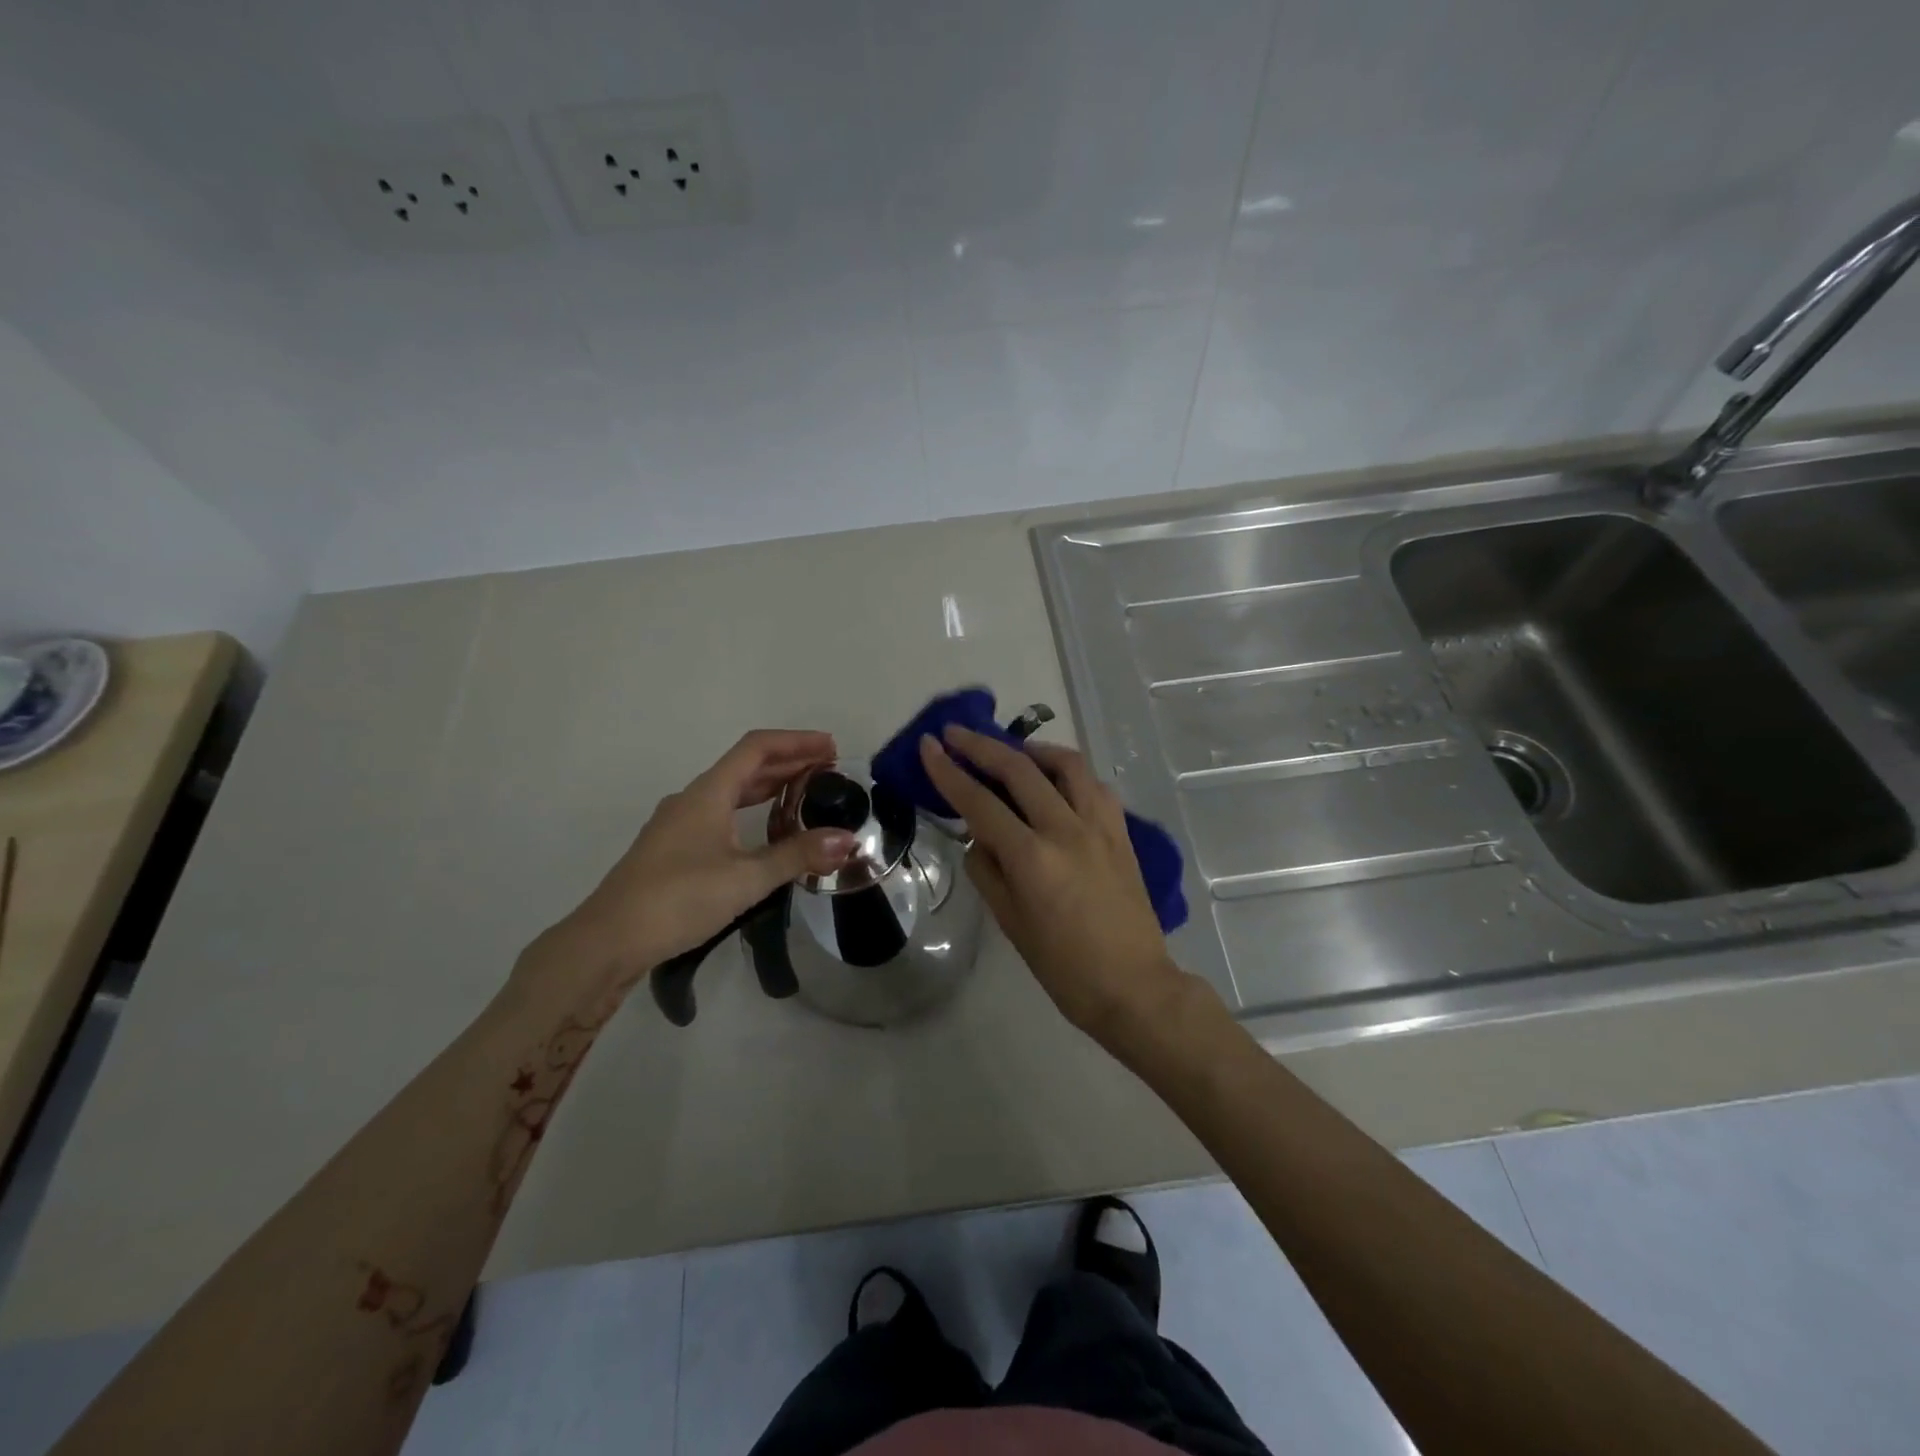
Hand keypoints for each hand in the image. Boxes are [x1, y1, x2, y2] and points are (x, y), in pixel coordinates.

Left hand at [553, 730, 857, 987]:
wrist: (606, 941)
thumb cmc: (677, 899)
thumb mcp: (745, 879)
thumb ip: (797, 856)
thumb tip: (847, 840)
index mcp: (708, 793)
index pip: (757, 748)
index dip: (797, 742)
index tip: (833, 748)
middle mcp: (692, 800)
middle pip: (746, 767)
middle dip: (789, 763)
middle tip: (830, 772)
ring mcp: (678, 824)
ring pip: (732, 792)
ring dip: (769, 787)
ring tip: (806, 796)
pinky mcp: (673, 849)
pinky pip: (720, 814)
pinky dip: (751, 811)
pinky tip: (765, 833)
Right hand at [919, 725, 1187, 1043]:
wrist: (1133, 986)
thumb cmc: (1064, 967)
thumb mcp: (1011, 924)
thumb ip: (988, 871)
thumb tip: (980, 837)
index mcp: (1032, 858)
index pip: (979, 803)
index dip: (949, 771)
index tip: (929, 745)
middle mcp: (1066, 830)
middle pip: (1019, 770)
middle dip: (982, 746)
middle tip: (956, 733)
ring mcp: (1100, 826)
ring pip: (1066, 764)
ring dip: (1032, 750)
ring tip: (1011, 751)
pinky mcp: (1121, 832)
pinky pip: (1093, 786)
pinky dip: (1069, 772)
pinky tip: (1056, 780)